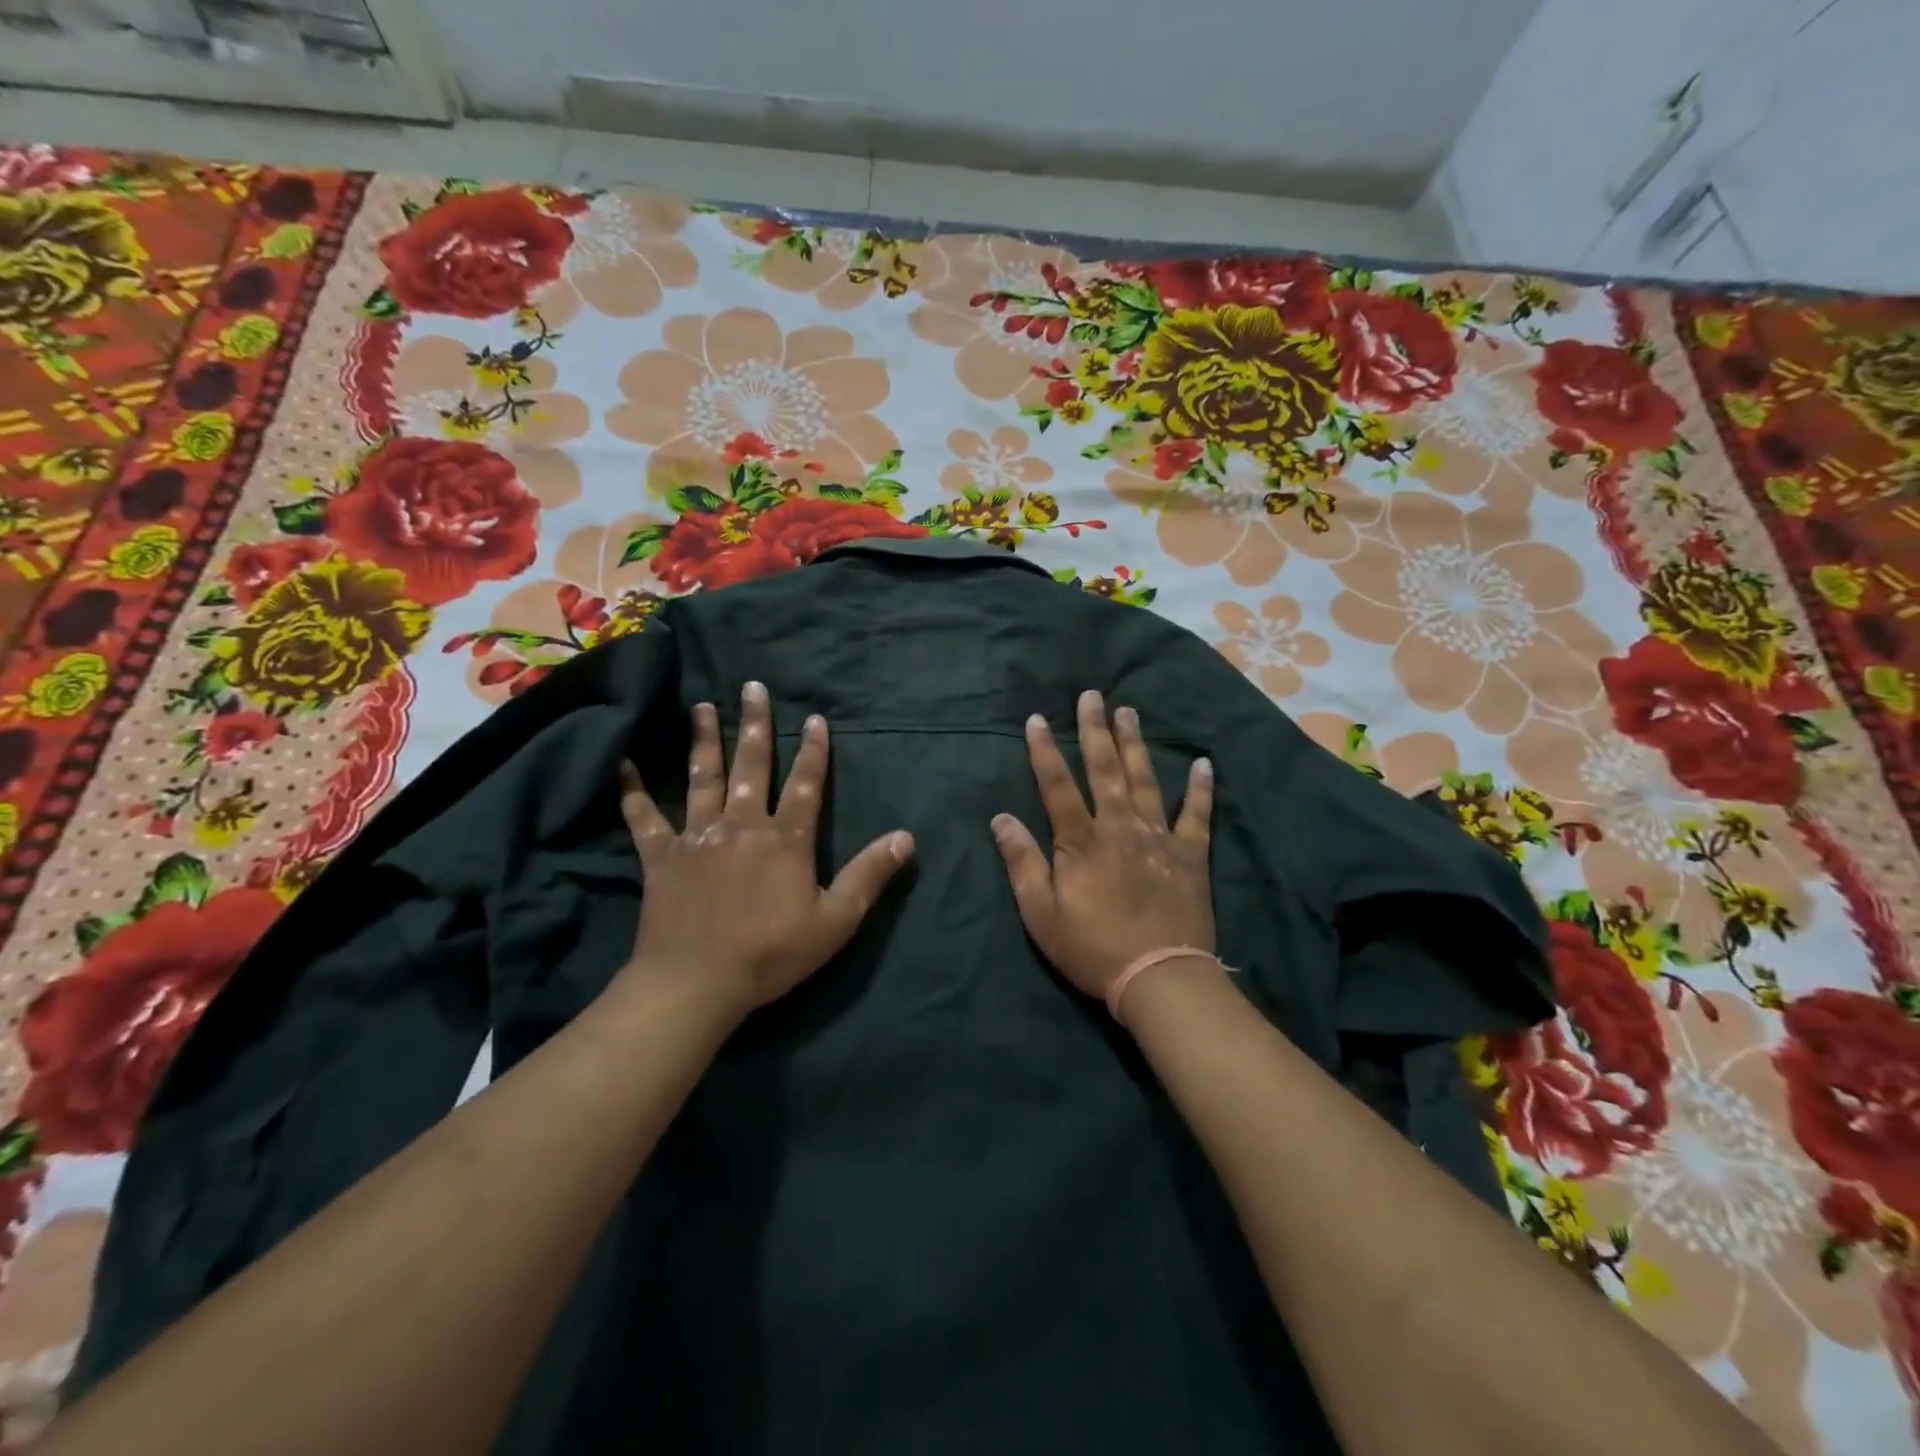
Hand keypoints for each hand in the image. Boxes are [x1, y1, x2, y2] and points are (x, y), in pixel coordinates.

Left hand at [617, 681, 913, 1020]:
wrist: (697, 983)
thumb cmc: (771, 953)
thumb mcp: (836, 921)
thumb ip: (870, 875)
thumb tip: (906, 837)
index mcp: (785, 839)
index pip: (806, 785)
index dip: (814, 750)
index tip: (816, 718)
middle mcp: (742, 826)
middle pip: (752, 766)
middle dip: (756, 725)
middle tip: (753, 687)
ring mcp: (699, 838)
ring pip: (703, 779)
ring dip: (704, 741)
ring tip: (701, 707)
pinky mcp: (662, 857)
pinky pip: (644, 819)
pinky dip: (632, 792)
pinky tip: (623, 765)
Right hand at [991, 690, 1214, 1001]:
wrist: (1159, 978)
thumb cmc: (1092, 948)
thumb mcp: (1041, 914)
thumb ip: (1022, 862)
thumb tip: (1001, 818)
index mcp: (1081, 841)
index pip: (1057, 785)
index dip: (1044, 750)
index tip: (1037, 719)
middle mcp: (1120, 827)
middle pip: (1105, 769)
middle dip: (1095, 730)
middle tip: (1092, 695)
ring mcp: (1159, 837)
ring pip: (1146, 780)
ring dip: (1136, 744)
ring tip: (1129, 712)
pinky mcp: (1190, 855)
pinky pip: (1197, 815)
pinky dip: (1200, 789)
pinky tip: (1204, 764)